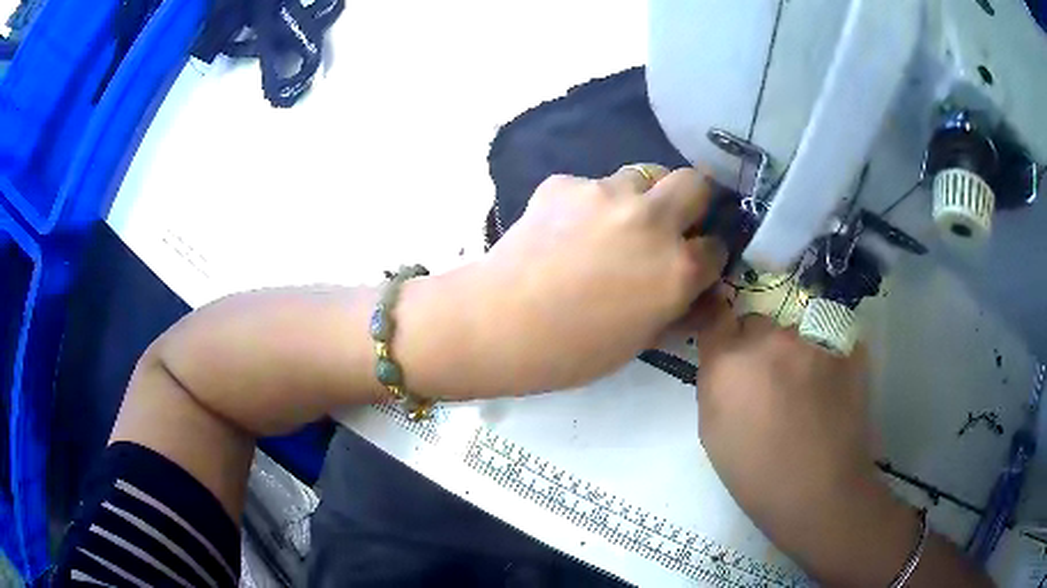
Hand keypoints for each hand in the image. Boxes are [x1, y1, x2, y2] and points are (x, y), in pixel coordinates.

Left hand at [474, 165, 726, 392]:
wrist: (500, 323)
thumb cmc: (574, 350)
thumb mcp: (641, 340)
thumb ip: (677, 308)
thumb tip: (697, 292)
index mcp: (677, 267)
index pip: (717, 245)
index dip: (710, 252)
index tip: (697, 257)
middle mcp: (652, 220)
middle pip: (695, 182)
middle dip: (694, 199)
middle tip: (673, 219)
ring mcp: (607, 193)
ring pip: (641, 176)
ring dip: (640, 197)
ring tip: (612, 224)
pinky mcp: (565, 183)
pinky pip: (591, 186)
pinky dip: (589, 203)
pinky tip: (566, 228)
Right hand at [693, 295, 920, 584]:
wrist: (818, 491)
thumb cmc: (756, 475)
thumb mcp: (713, 433)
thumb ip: (715, 385)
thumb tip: (724, 363)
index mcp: (727, 363)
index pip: (716, 315)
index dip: (721, 325)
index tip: (726, 339)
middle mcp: (767, 340)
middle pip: (757, 324)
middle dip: (758, 346)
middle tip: (770, 381)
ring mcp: (810, 341)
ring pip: (794, 334)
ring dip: (794, 354)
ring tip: (807, 392)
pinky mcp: (843, 347)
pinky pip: (826, 342)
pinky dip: (824, 360)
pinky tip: (830, 392)